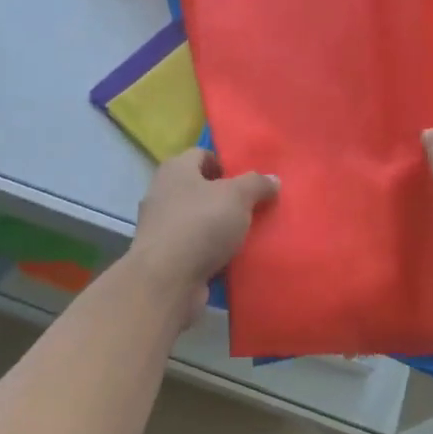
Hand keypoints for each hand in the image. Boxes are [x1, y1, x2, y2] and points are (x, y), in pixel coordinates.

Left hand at [127, 148, 278, 324]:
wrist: (167, 279)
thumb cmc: (201, 225)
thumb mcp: (238, 196)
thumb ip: (257, 184)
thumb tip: (273, 179)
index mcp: (175, 169)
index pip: (201, 154)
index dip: (225, 164)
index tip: (248, 182)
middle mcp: (162, 193)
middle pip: (199, 188)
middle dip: (225, 198)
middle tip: (251, 209)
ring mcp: (159, 226)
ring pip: (196, 220)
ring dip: (218, 227)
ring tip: (245, 236)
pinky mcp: (163, 256)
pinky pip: (193, 247)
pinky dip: (209, 251)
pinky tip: (230, 259)